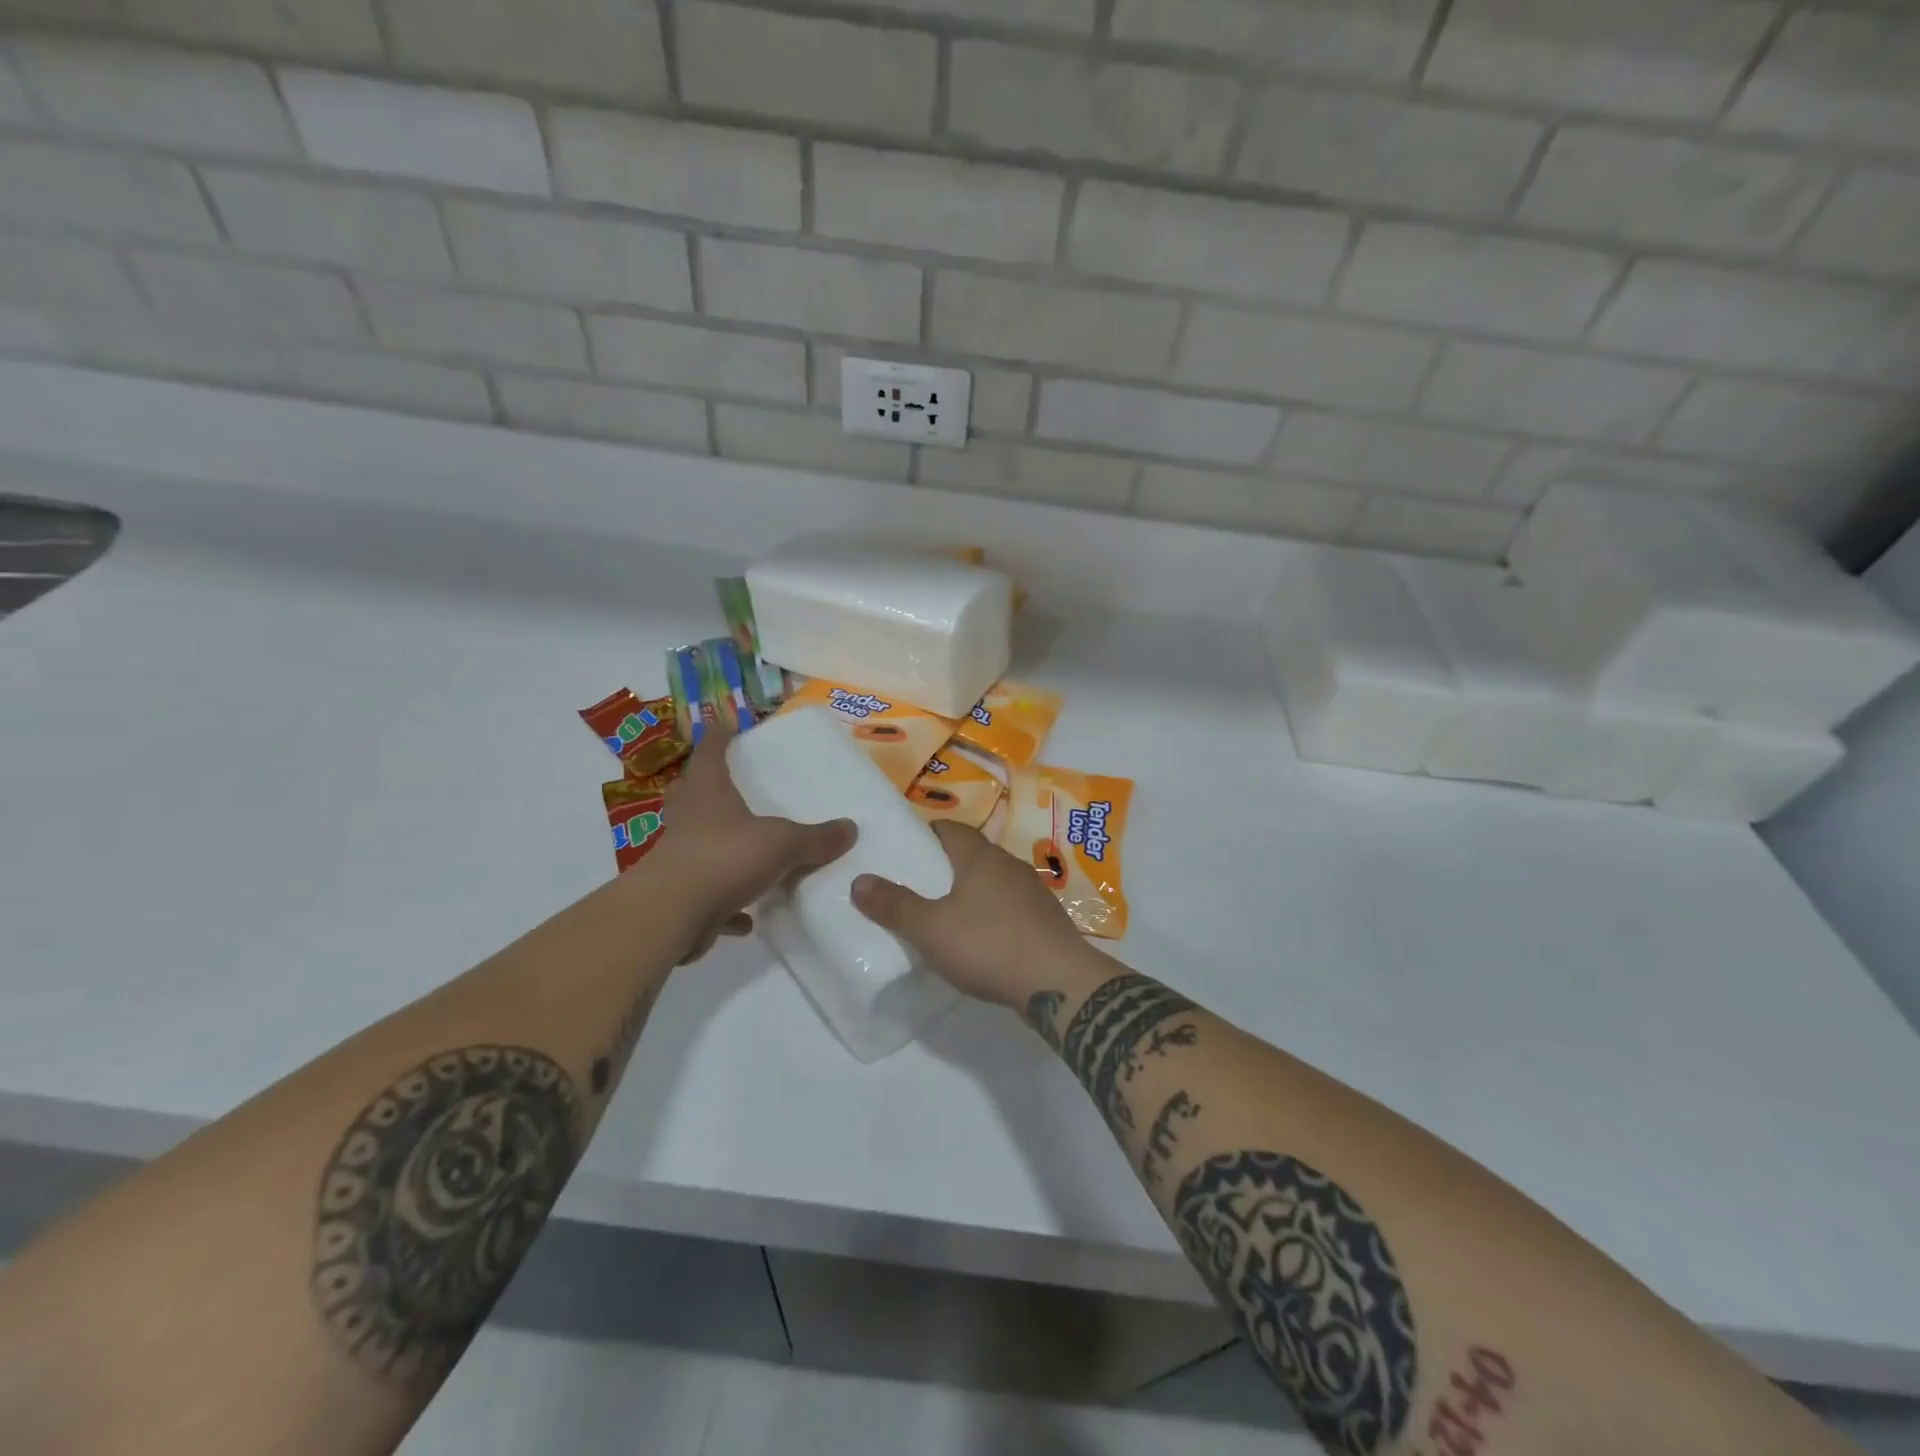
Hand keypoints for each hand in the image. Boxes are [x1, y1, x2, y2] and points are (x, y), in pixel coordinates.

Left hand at [651, 725, 854, 962]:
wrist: (671, 914)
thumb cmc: (725, 857)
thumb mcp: (782, 844)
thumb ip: (816, 838)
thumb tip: (850, 828)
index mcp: (708, 794)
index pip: (710, 753)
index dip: (719, 737)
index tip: (728, 725)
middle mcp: (688, 820)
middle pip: (689, 793)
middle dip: (704, 786)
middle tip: (727, 784)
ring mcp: (678, 858)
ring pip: (695, 842)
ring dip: (716, 844)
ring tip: (743, 847)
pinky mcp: (679, 896)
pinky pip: (706, 894)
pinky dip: (727, 904)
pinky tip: (748, 917)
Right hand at [850, 821, 1090, 1007]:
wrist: (1060, 983)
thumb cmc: (990, 945)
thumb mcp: (931, 929)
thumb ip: (894, 906)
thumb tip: (859, 880)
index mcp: (980, 857)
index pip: (950, 829)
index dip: (926, 835)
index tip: (904, 850)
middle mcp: (1009, 865)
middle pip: (971, 853)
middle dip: (945, 864)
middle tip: (916, 884)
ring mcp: (1032, 892)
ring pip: (992, 880)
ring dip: (970, 890)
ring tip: (944, 912)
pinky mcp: (1045, 919)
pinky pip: (1009, 905)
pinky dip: (991, 912)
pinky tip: (981, 937)